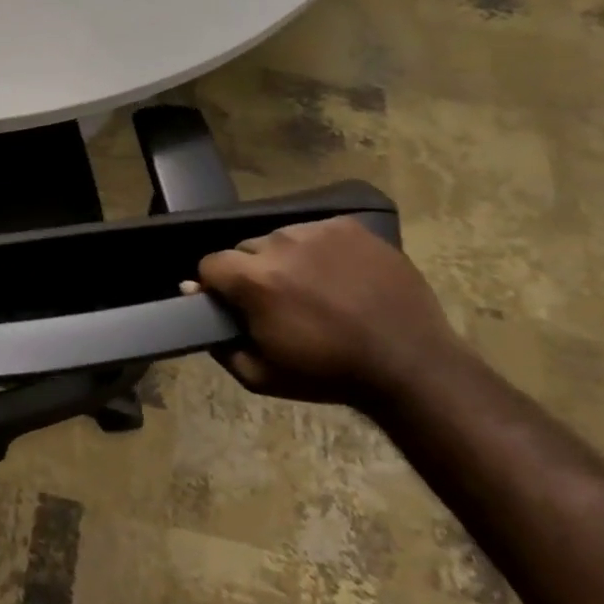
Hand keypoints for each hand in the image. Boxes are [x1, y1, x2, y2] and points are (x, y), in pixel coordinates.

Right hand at [194, 217, 467, 403]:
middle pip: (245, 248)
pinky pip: (316, 231)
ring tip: (310, 287)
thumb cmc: (328, 374)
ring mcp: (318, 231)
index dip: (216, 285)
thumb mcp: (259, 376)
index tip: (233, 304)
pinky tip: (337, 276)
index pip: (210, 264)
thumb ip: (218, 339)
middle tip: (276, 301)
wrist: (410, 365)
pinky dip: (318, 250)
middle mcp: (280, 244)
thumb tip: (193, 296)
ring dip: (284, 259)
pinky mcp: (350, 227)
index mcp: (254, 279)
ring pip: (280, 238)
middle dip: (251, 272)